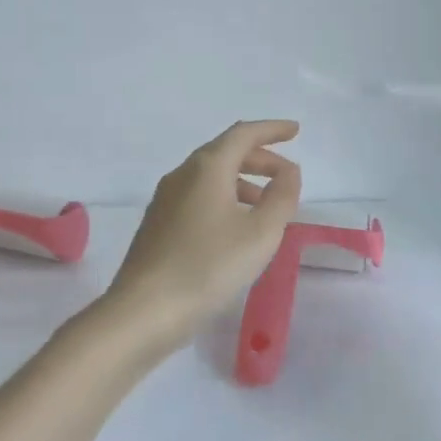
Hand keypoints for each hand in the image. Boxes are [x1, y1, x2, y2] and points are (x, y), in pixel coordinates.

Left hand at [105, 120, 303, 350]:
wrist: (144, 310)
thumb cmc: (209, 267)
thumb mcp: (261, 233)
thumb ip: (282, 197)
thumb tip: (288, 172)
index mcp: (207, 168)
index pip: (243, 134)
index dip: (272, 130)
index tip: (295, 131)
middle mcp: (182, 175)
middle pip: (225, 153)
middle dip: (260, 159)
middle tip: (287, 176)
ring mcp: (165, 200)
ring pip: (210, 177)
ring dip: (243, 182)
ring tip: (267, 206)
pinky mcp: (157, 225)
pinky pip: (198, 197)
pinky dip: (224, 199)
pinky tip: (235, 227)